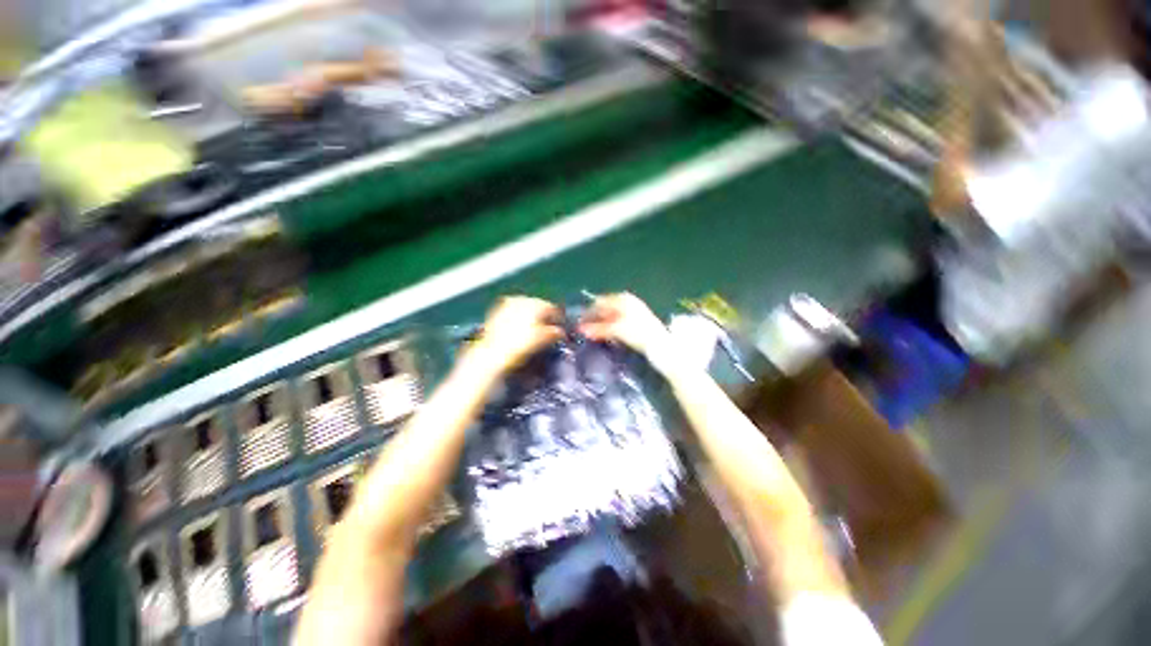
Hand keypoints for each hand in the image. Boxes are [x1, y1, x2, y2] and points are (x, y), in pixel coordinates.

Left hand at [468, 296, 563, 375]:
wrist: (493, 353)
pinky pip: (511, 313)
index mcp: (536, 303)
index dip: (558, 320)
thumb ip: (555, 333)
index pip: (552, 309)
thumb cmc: (522, 345)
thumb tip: (560, 332)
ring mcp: (507, 304)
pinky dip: (517, 319)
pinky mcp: (495, 312)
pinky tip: (517, 330)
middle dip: (543, 317)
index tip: (560, 330)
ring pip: (524, 308)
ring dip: (530, 317)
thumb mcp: (543, 339)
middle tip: (547, 330)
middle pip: (538, 306)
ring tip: (532, 330)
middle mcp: (522, 299)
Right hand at [579, 293, 671, 358]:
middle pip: (605, 308)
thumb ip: (598, 329)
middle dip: (594, 319)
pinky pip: (618, 321)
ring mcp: (632, 310)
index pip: (599, 302)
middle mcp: (627, 301)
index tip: (579, 323)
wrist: (659, 342)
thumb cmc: (637, 332)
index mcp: (622, 299)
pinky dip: (610, 327)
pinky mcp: (636, 321)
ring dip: (601, 324)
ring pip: (611, 316)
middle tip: (584, 330)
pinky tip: (606, 335)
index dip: (588, 312)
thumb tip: (580, 330)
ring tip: (593, 334)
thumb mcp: (616, 329)